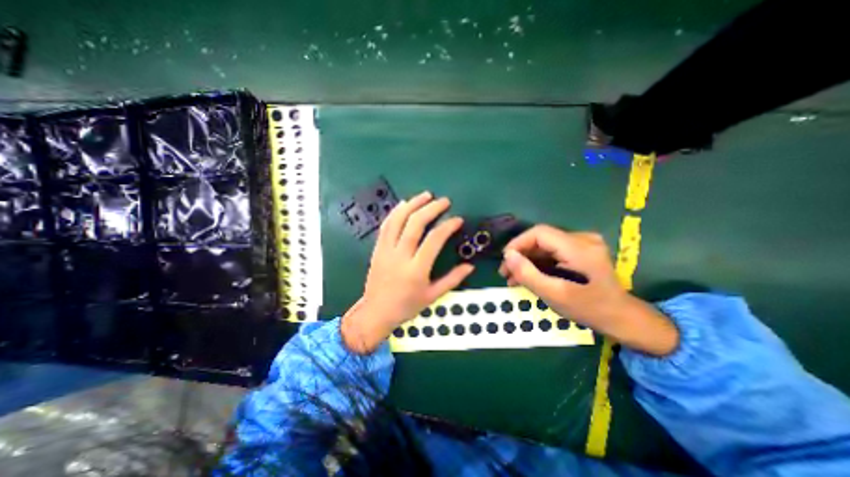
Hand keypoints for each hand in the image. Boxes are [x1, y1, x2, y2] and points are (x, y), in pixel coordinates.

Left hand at [341, 191, 473, 353]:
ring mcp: (386, 250)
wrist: (376, 311)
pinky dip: (395, 212)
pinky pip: (386, 225)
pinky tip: (404, 204)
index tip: (457, 219)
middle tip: (444, 201)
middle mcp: (400, 256)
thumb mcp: (432, 296)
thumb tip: (470, 266)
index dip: (447, 226)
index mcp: (416, 270)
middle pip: (415, 224)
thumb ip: (452, 279)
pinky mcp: (377, 248)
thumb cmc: (406, 306)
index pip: (434, 240)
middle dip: (431, 208)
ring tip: (426, 195)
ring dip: (412, 204)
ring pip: (398, 220)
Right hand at [499, 225, 677, 355]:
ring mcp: (584, 244)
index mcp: (580, 248)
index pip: (539, 233)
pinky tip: (528, 275)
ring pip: (544, 245)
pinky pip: (552, 251)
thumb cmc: (590, 309)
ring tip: (513, 277)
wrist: (622, 318)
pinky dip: (538, 262)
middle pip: (541, 239)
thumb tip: (507, 255)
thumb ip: (529, 274)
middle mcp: (583, 239)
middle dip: (520, 254)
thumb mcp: (555, 295)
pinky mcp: (581, 250)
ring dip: (527, 259)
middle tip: (506, 273)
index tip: (505, 261)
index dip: (518, 243)